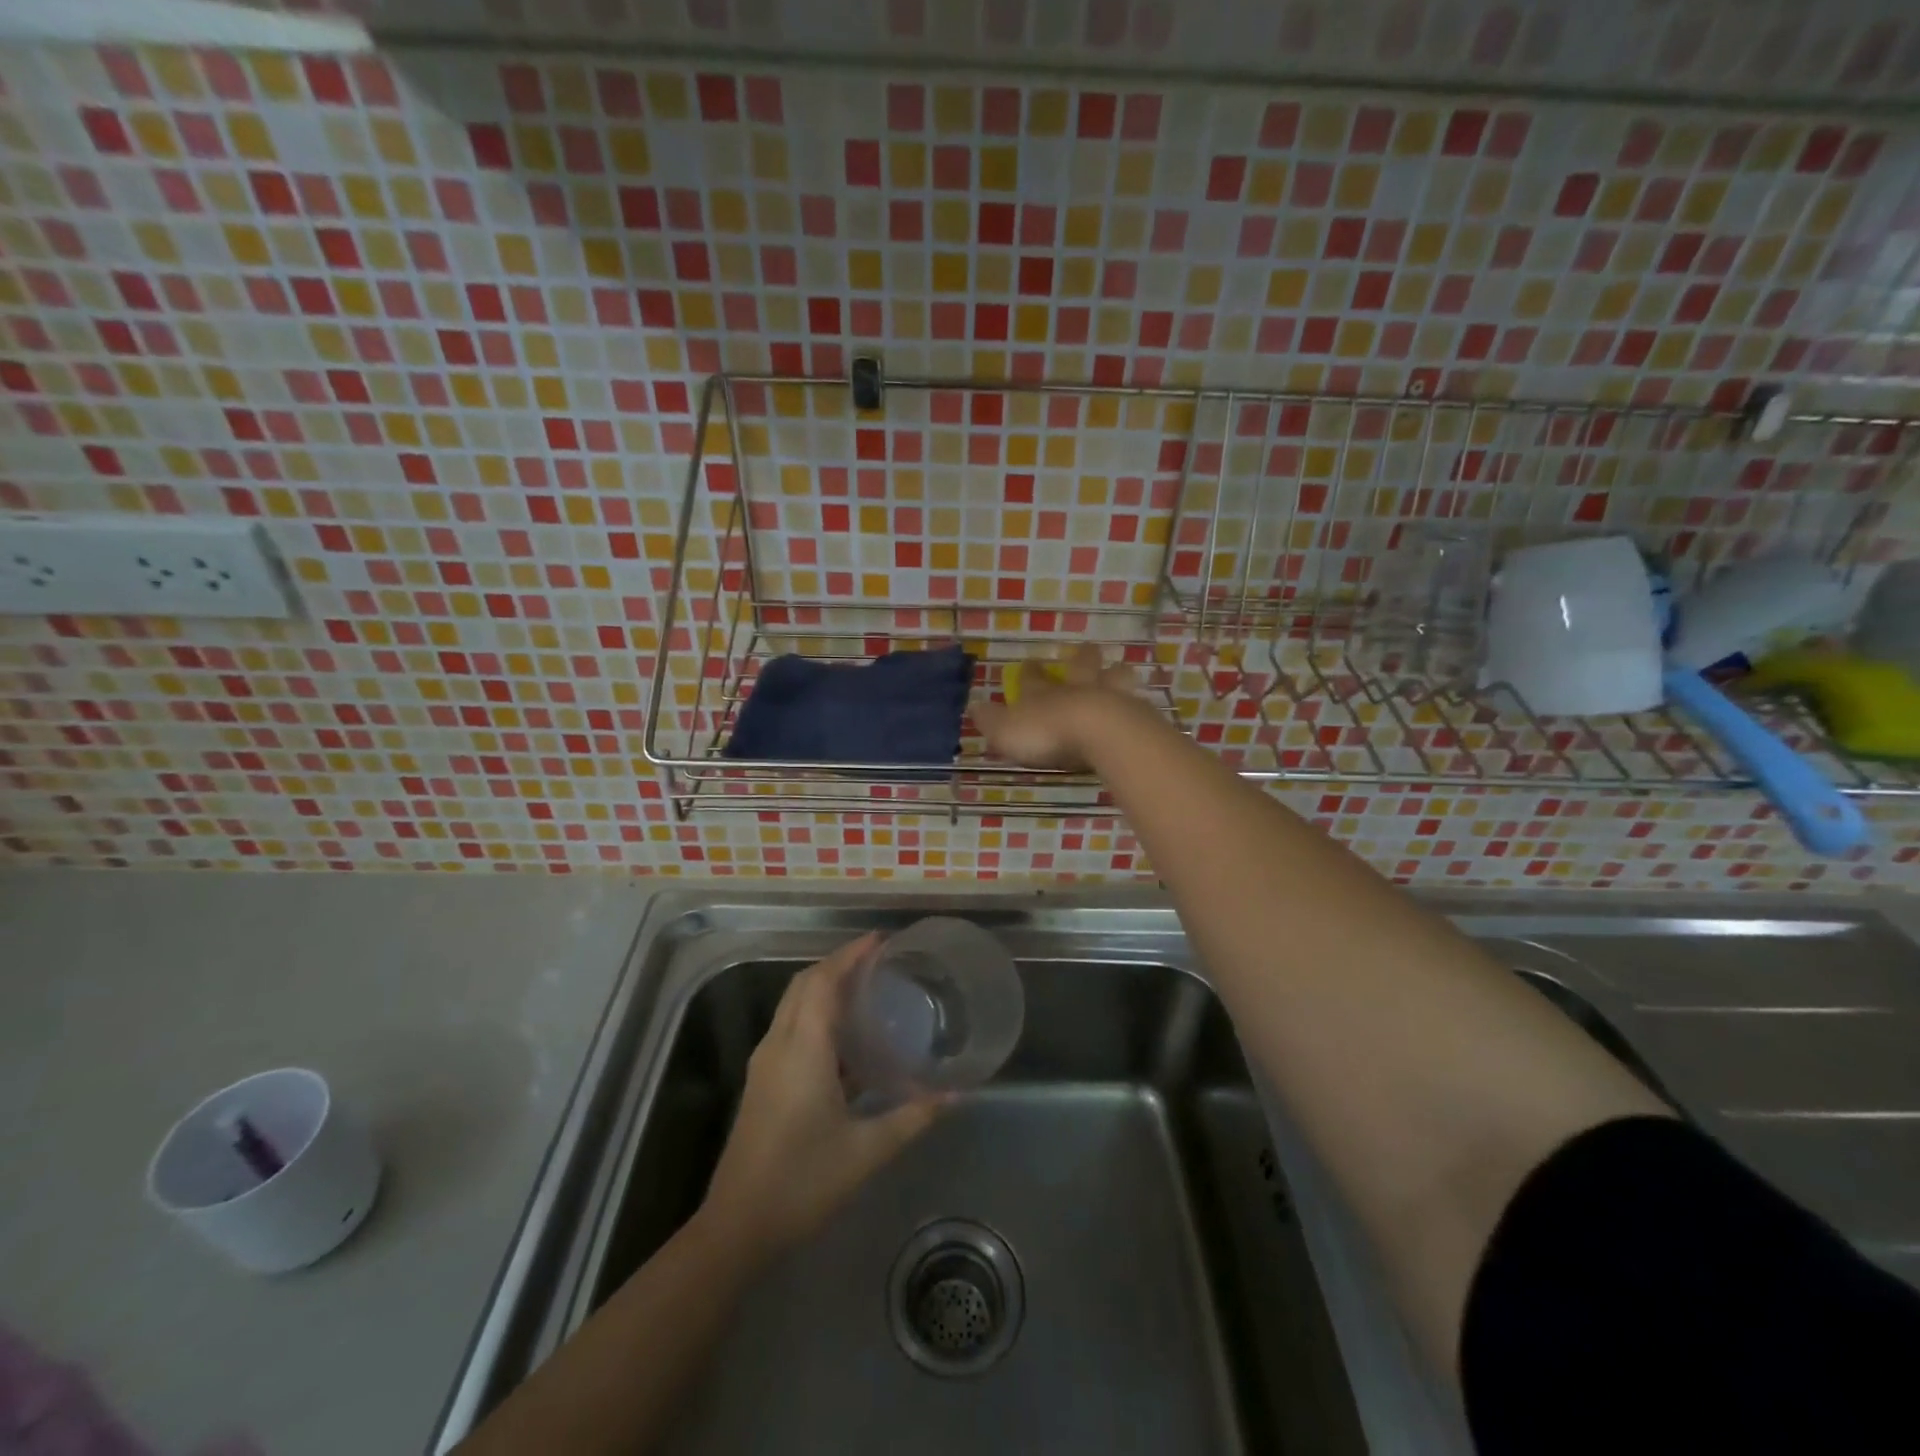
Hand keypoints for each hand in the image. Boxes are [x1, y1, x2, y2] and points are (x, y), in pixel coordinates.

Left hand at [702, 934, 943, 1253]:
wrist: (737, 1227)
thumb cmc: (803, 1182)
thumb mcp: (866, 1151)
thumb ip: (912, 1117)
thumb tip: (954, 1094)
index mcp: (803, 1049)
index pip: (824, 981)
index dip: (850, 954)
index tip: (881, 940)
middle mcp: (779, 1044)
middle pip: (804, 983)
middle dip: (839, 963)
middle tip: (879, 960)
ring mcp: (766, 1062)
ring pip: (793, 1003)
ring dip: (824, 985)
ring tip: (866, 988)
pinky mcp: (763, 1081)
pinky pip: (790, 1026)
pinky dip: (815, 1012)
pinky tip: (846, 1037)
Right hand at [974, 642, 1142, 770]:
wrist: (1100, 733)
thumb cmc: (1047, 733)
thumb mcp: (1006, 731)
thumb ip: (990, 720)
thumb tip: (973, 706)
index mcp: (1043, 693)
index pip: (1032, 678)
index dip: (1030, 672)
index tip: (1030, 663)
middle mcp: (1076, 689)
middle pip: (1081, 666)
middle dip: (1082, 658)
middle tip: (1087, 649)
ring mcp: (1109, 698)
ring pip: (1114, 677)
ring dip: (1115, 674)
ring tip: (1120, 670)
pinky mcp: (1135, 715)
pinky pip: (1136, 703)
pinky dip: (1136, 704)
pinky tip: (1140, 707)